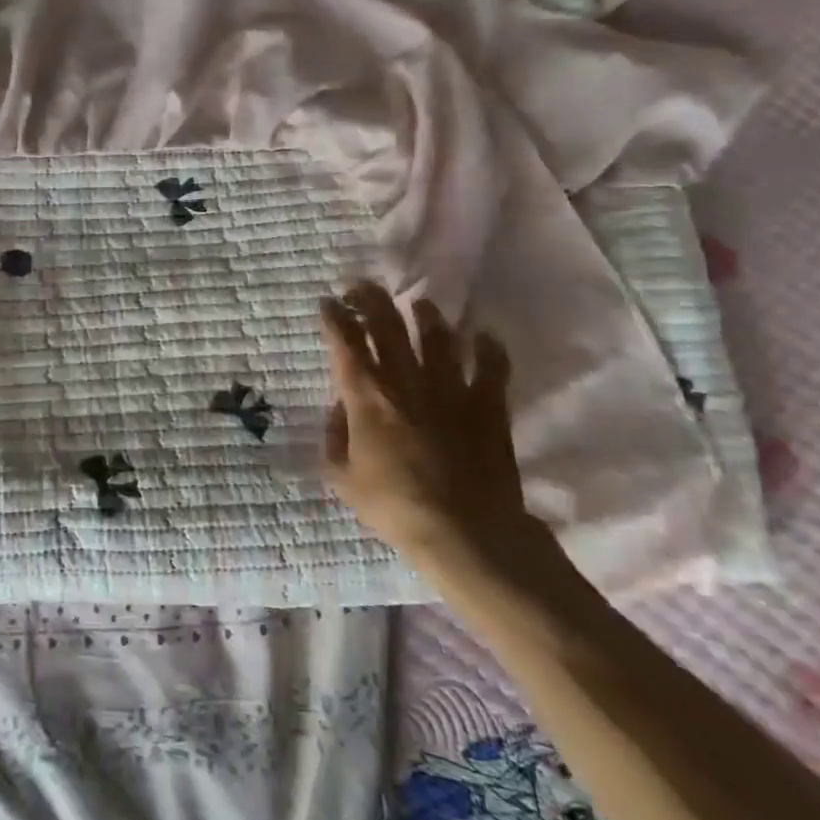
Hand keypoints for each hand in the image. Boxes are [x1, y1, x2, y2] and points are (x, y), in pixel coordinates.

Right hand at [319, 282, 535, 579]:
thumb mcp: (342, 478)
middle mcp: (406, 381)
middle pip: (387, 326)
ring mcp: (450, 389)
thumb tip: (339, 408)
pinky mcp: (487, 405)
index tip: (328, 303)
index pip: (345, 343)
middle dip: (371, 299)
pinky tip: (482, 335)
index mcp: (367, 397)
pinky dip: (488, 348)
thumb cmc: (395, 507)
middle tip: (362, 286)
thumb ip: (334, 437)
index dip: (334, 317)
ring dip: (426, 315)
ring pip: (437, 337)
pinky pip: (491, 366)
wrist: (465, 532)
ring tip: (419, 305)